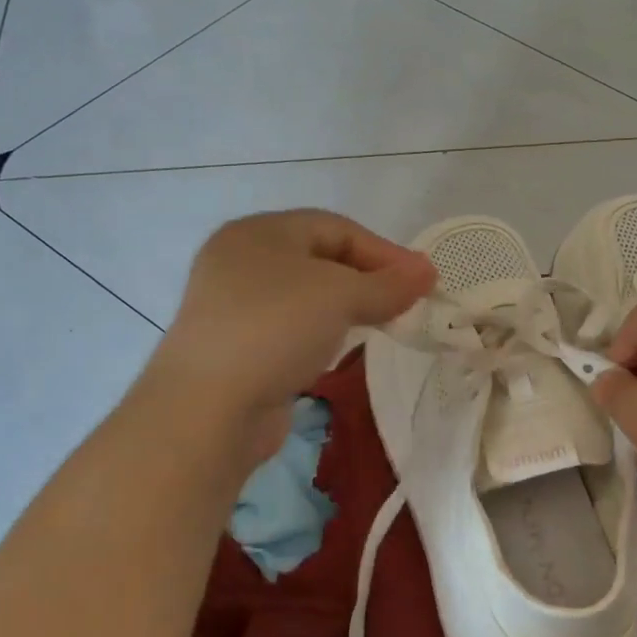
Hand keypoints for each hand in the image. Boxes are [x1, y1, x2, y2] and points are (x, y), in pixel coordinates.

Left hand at [148, 210, 435, 465]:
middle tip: (407, 303)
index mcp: (258, 232)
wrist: (208, 409)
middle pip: (320, 259)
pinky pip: (291, 328)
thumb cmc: (274, 330)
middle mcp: (241, 261)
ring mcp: (234, 307)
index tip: (423, 280)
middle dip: (368, 279)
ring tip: (383, 324)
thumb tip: (427, 272)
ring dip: (347, 307)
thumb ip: (387, 284)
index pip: (335, 227)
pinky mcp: (238, 347)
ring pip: (306, 296)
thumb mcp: (339, 296)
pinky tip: (340, 348)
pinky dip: (322, 332)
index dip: (384, 251)